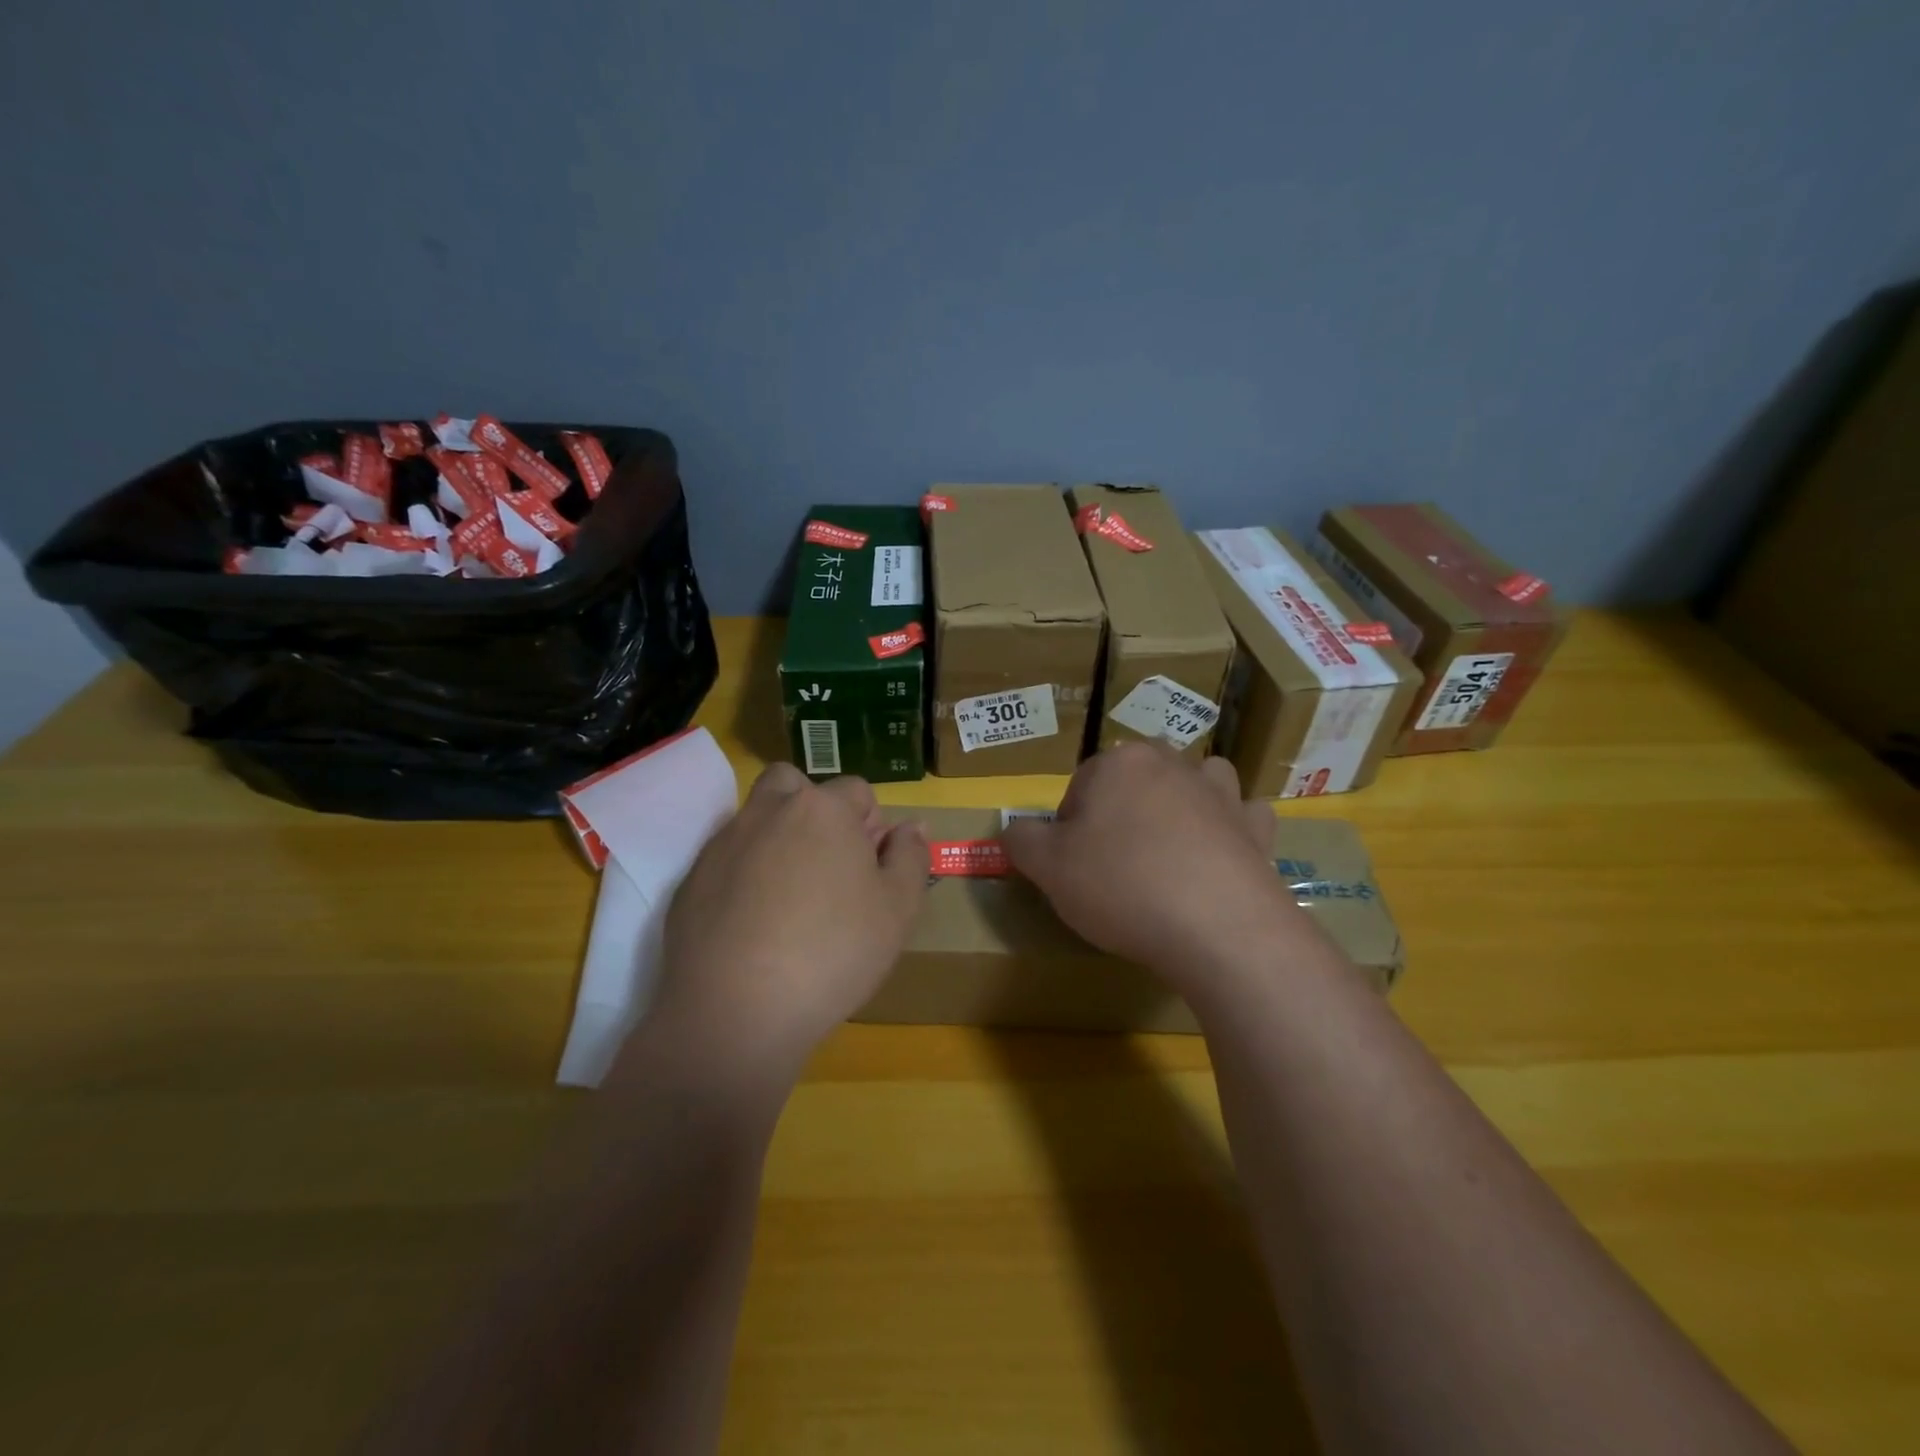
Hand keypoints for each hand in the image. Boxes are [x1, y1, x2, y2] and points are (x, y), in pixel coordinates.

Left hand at [644, 764, 927, 1087]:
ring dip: (777, 836)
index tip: (871, 870)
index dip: (871, 826)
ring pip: (757, 818)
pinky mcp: (692, 879)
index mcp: (823, 810)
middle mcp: (769, 811)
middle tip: (828, 864)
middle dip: (815, 811)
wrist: (735, 1010)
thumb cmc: (832, 953)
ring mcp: (724, 843)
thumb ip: (911, 858)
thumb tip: (912, 825)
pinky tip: (754, 923)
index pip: (857, 791)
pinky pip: (728, 858)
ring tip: (790, 894)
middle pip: (795, 786)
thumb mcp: (897, 910)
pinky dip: (744, 873)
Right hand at [1001, 743, 1311, 1001]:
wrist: (1218, 927)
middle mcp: (1173, 764)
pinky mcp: (1256, 828)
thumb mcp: (1048, 868)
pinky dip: (1231, 830)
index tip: (1074, 868)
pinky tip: (1220, 858)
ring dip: (1182, 805)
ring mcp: (1221, 793)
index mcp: (1120, 763)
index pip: (1080, 786)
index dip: (1070, 828)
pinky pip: (1241, 816)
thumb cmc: (1122, 886)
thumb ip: (1022, 840)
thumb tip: (1013, 829)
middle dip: (1122, 815)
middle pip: (1134, 782)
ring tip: (1169, 852)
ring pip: (1192, 784)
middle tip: (1114, 867)